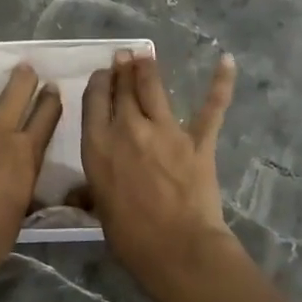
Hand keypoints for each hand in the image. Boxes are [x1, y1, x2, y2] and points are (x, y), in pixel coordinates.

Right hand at [81, 50, 237, 287]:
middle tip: (124, 56)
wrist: (176, 247)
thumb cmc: (130, 236)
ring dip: (148, 69)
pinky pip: (211, 108)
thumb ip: (90, 193)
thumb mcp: (99, 210)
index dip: (98, 84)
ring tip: (145, 55)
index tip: (102, 74)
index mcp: (98, 145)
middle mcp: (128, 129)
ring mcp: (166, 131)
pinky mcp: (198, 140)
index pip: (94, 102)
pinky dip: (221, 83)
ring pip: (154, 89)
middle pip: (122, 90)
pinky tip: (227, 61)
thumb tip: (75, 196)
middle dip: (122, 70)